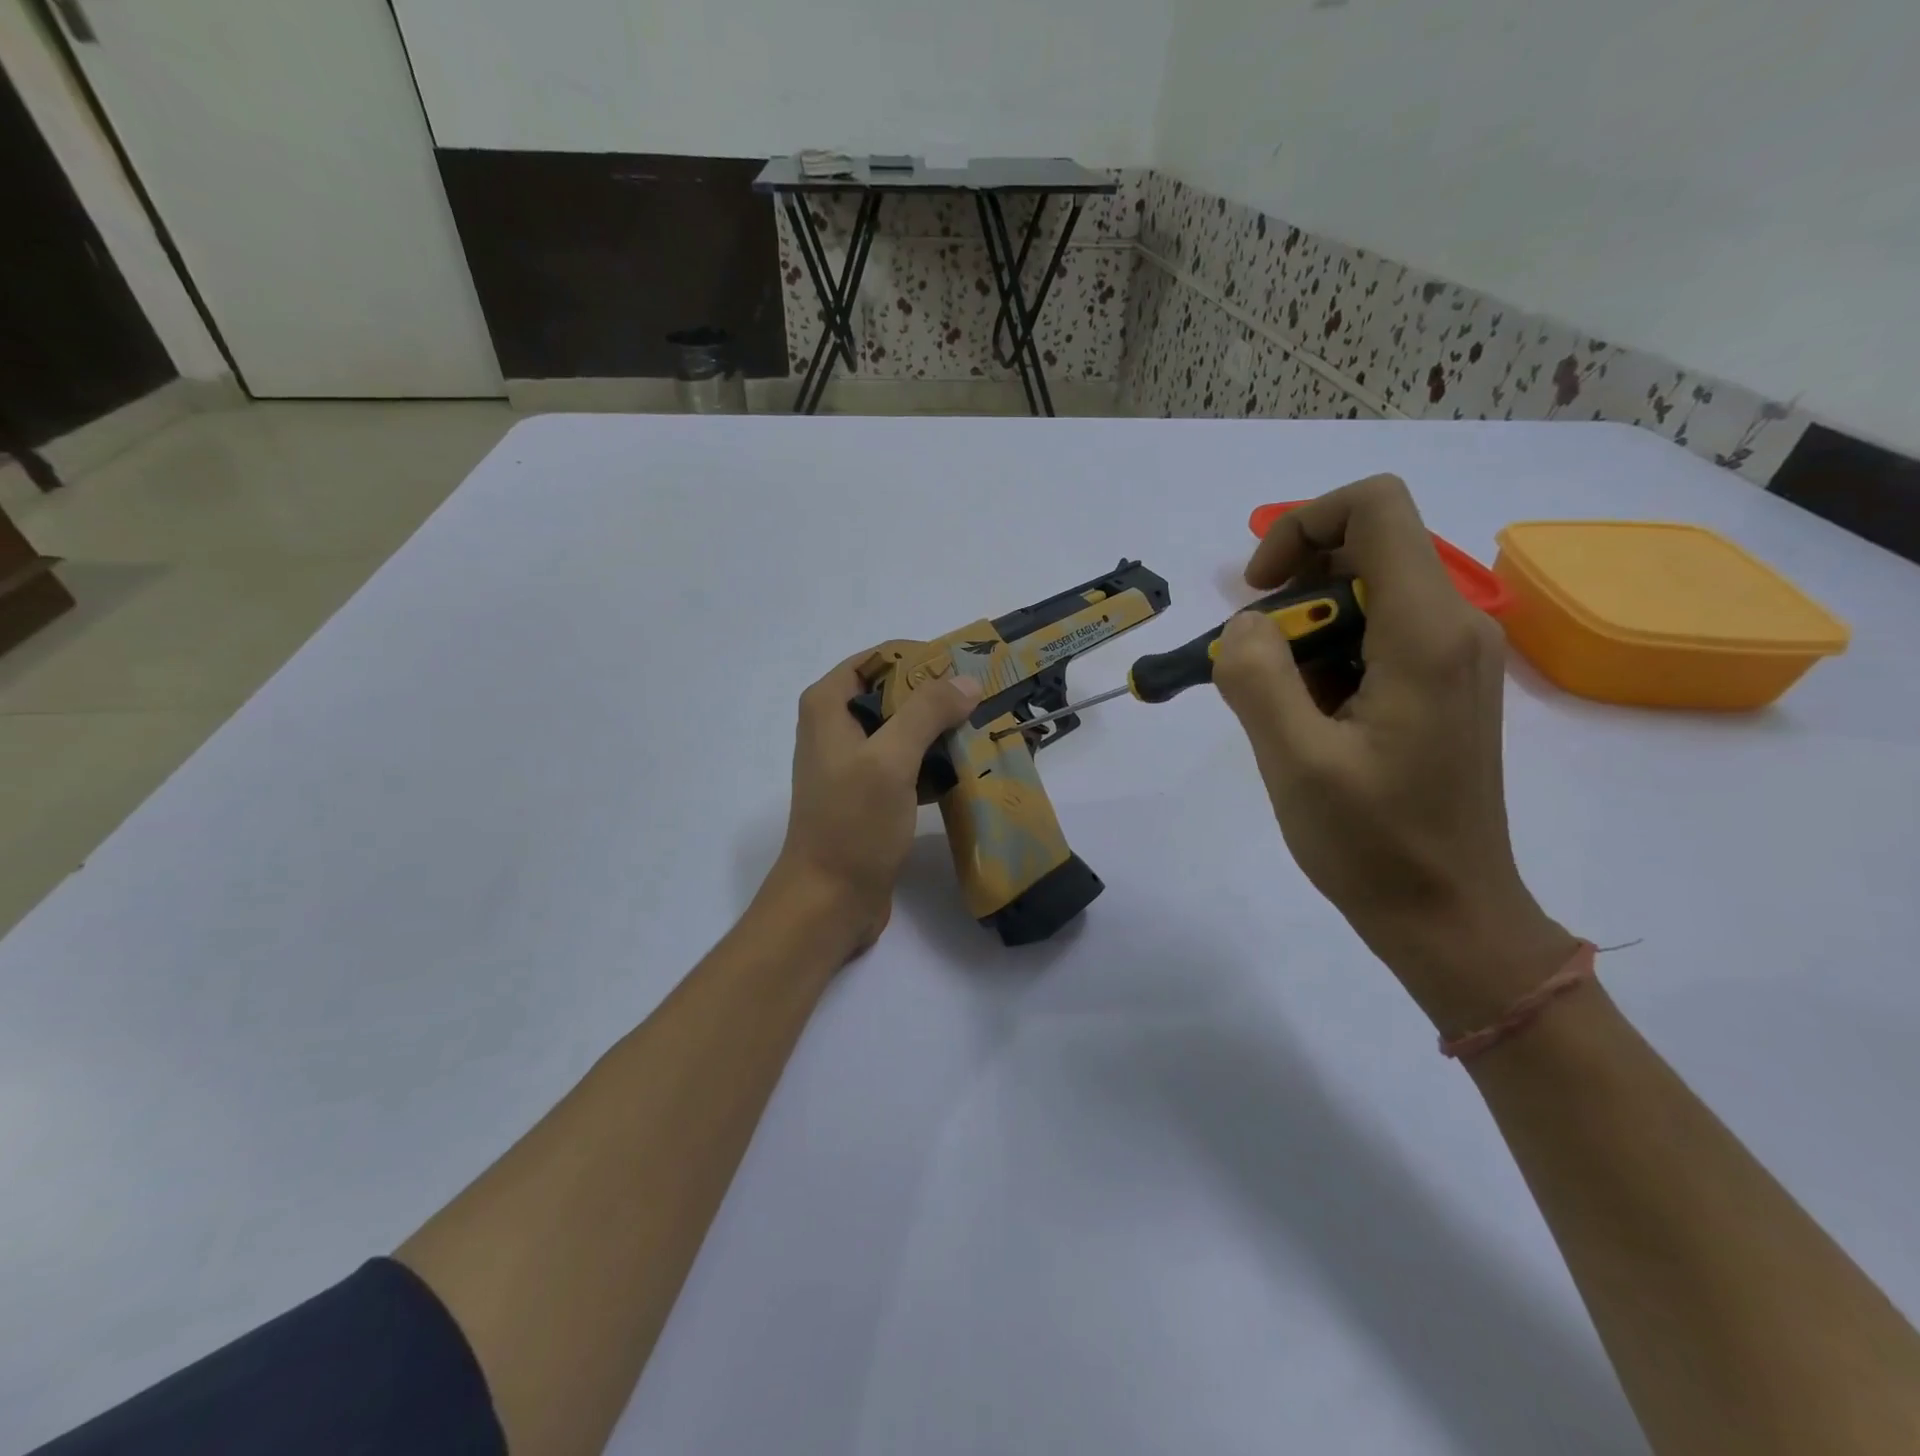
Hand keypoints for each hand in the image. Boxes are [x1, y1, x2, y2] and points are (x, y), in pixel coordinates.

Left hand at [763, 651, 981, 959]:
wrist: (829, 901)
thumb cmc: (853, 824)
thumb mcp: (890, 760)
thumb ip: (926, 712)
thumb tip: (966, 681)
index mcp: (828, 705)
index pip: (880, 658)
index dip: (923, 658)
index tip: (968, 669)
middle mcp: (836, 726)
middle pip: (896, 693)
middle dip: (940, 697)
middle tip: (986, 702)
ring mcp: (854, 763)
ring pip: (906, 730)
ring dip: (942, 732)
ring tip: (987, 733)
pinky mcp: (871, 794)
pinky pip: (909, 764)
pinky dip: (935, 764)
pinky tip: (970, 770)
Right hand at [1213, 474, 1577, 1032]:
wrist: (1449, 915)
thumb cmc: (1374, 844)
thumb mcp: (1295, 761)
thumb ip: (1257, 676)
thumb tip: (1247, 624)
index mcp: (1425, 632)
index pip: (1374, 507)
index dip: (1300, 525)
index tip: (1257, 593)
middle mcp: (1452, 626)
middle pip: (1363, 548)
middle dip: (1291, 594)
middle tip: (1254, 664)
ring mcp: (1450, 657)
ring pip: (1362, 597)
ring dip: (1302, 636)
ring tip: (1278, 707)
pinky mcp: (1438, 686)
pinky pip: (1373, 638)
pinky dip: (1324, 661)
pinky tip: (1306, 721)